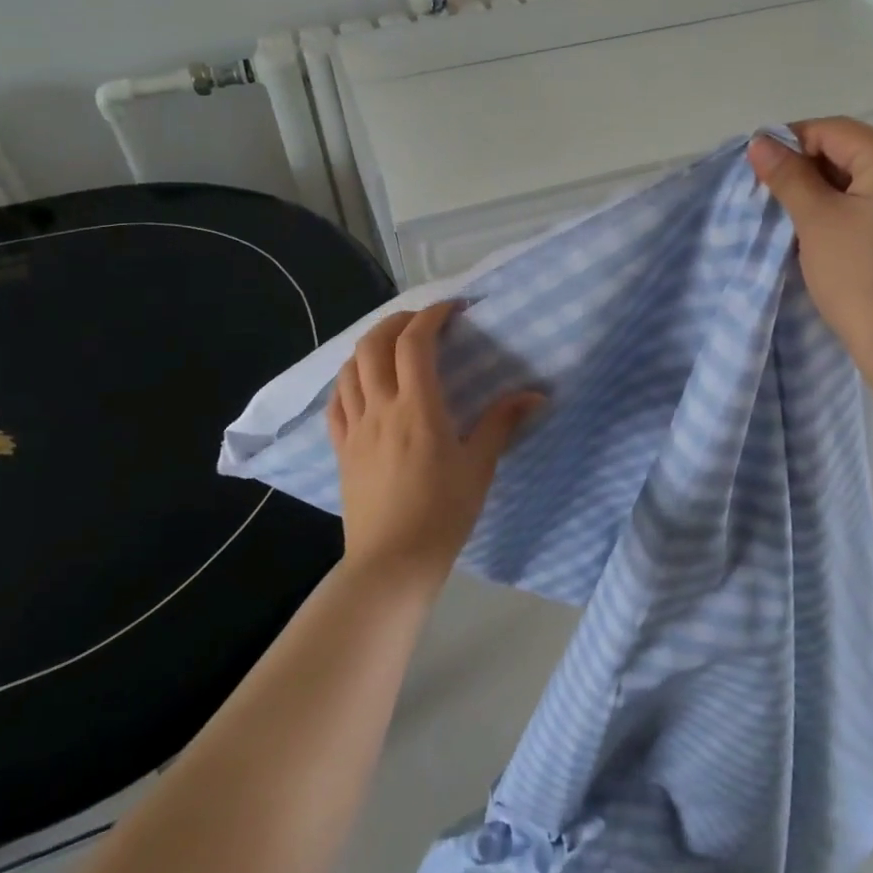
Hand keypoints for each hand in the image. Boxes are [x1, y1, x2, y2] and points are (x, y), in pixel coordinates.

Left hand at [327, 302, 543, 583]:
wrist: (392, 563)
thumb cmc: (443, 512)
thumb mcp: (480, 466)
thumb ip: (502, 423)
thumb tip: (536, 394)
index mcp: (417, 408)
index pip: (414, 343)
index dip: (431, 315)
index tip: (453, 309)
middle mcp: (380, 408)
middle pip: (374, 345)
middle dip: (397, 322)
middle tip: (422, 322)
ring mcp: (355, 428)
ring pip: (349, 368)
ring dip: (370, 345)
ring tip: (393, 347)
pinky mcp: (341, 449)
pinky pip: (336, 401)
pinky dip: (348, 379)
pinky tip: (363, 384)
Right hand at [748, 119, 872, 385]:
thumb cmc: (862, 279)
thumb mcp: (817, 222)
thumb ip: (788, 176)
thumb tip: (760, 142)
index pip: (834, 130)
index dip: (790, 142)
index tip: (757, 170)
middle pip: (851, 150)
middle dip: (807, 169)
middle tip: (771, 198)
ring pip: (862, 180)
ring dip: (824, 192)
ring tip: (793, 219)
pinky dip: (846, 211)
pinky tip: (823, 235)